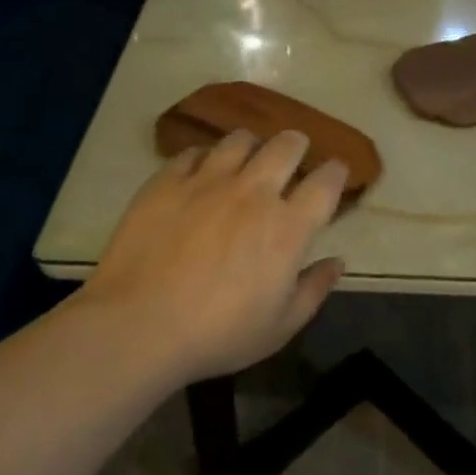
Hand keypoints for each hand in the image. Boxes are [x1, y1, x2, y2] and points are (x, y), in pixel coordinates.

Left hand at [77, 130, 347, 383]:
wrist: (139, 324)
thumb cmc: (217, 334)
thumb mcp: (279, 327)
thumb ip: (313, 290)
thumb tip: (336, 262)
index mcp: (287, 227)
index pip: (325, 183)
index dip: (336, 172)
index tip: (336, 171)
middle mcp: (253, 192)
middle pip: (285, 146)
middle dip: (296, 144)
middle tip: (294, 152)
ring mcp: (207, 181)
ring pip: (239, 140)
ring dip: (251, 145)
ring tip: (246, 157)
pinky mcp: (167, 181)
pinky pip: (192, 152)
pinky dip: (204, 158)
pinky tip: (200, 172)